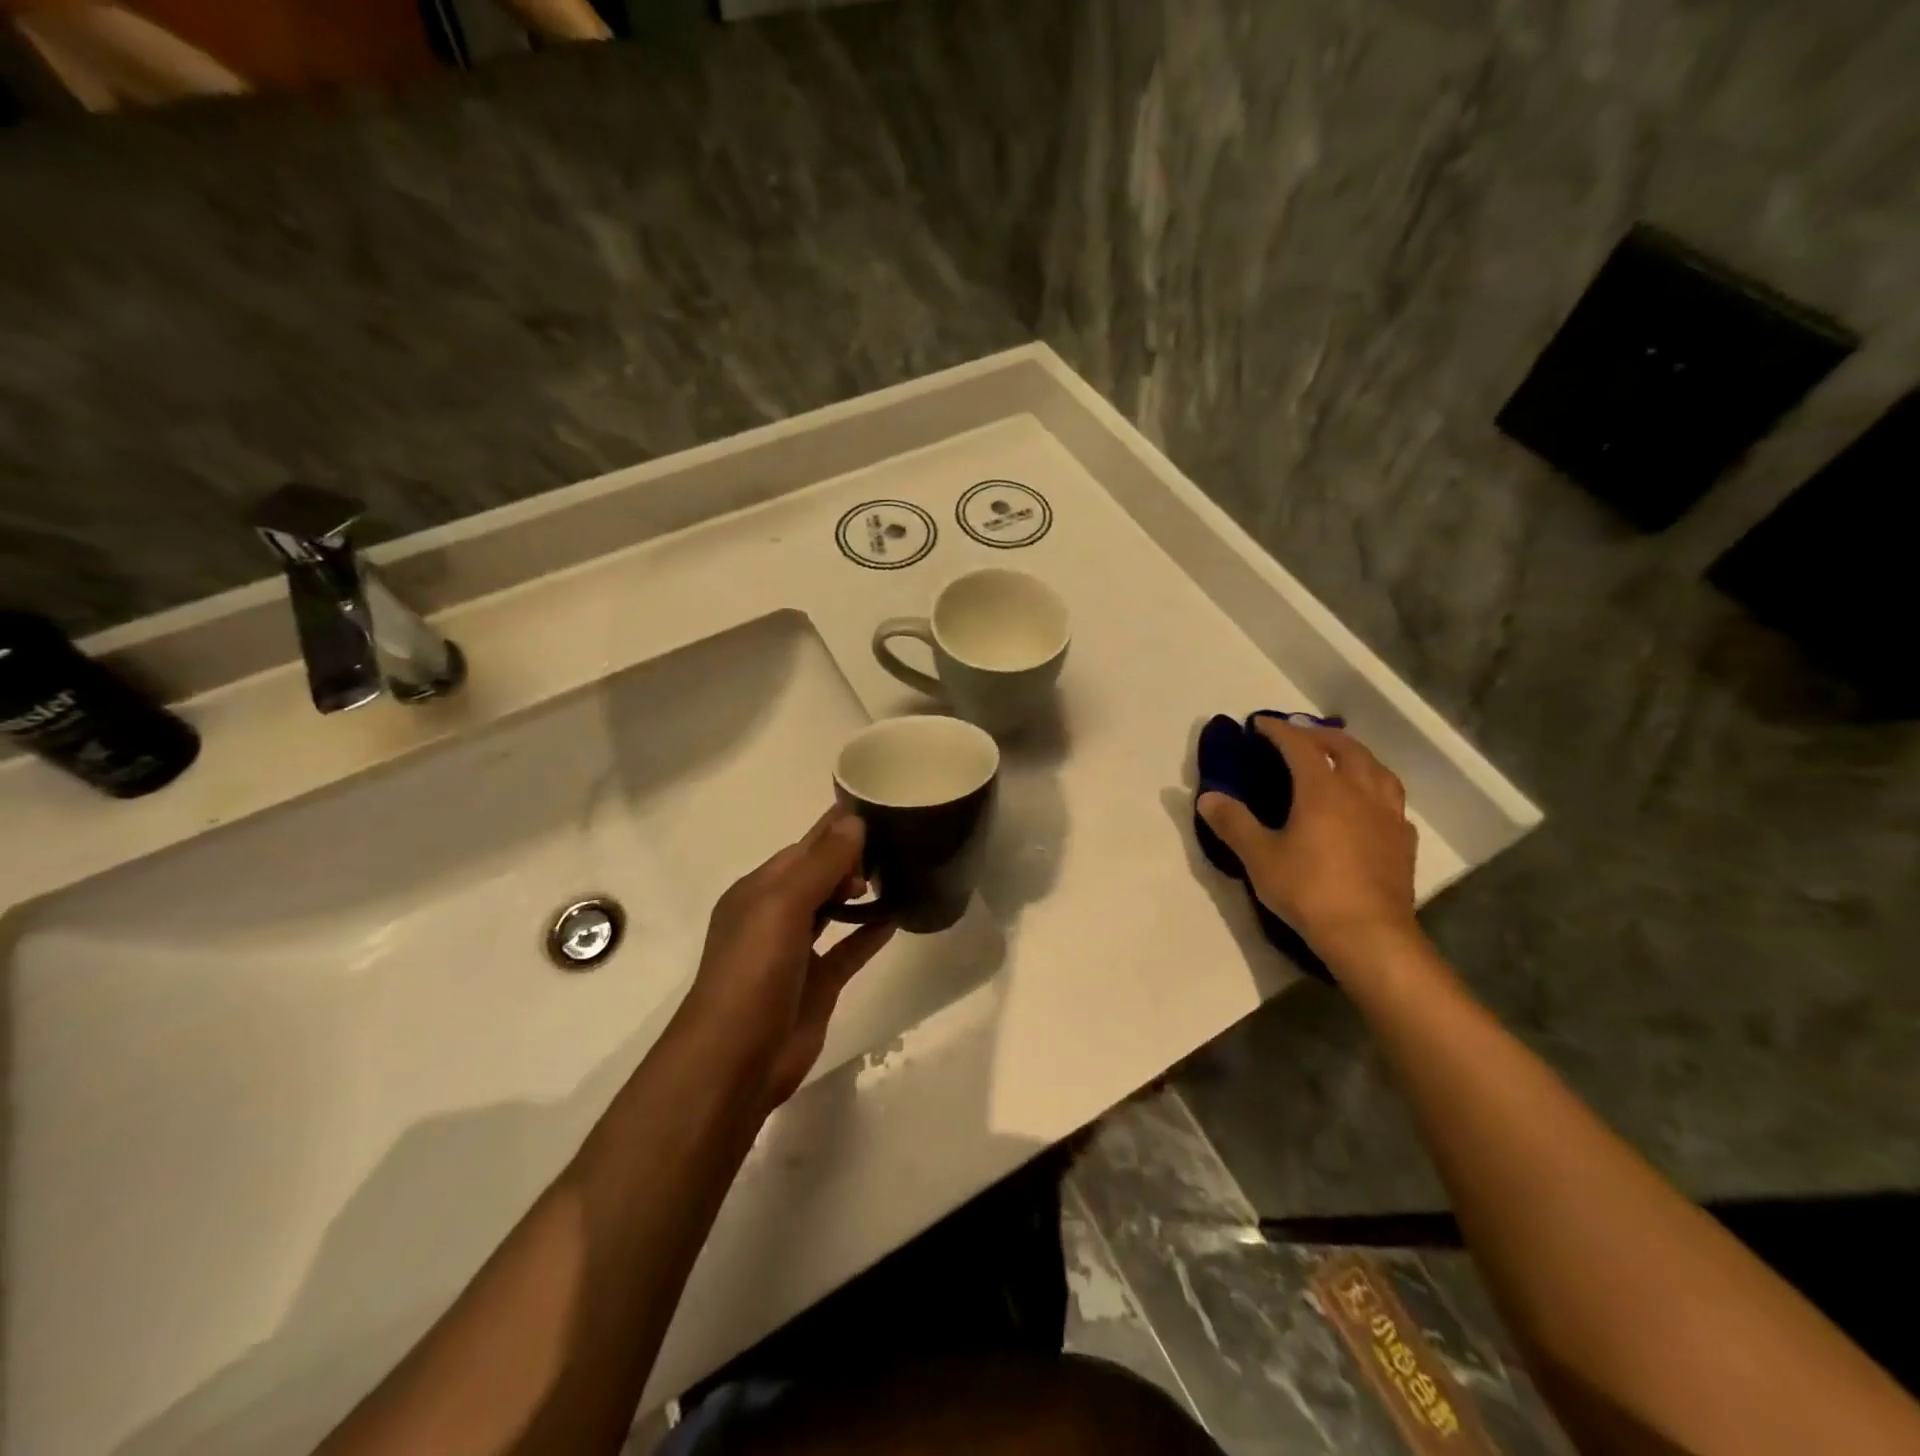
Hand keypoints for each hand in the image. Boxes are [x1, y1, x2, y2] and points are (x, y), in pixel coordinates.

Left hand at [676, 808, 895, 1111]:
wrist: (735, 1062)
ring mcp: (796, 952)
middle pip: (819, 874)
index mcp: (759, 890)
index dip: (837, 828)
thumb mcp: (782, 906)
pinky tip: (897, 917)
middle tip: (898, 843)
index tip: (880, 806)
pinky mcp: (817, 984)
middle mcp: (775, 915)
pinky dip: (869, 933)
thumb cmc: (753, 972)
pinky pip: (848, 948)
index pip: (804, 846)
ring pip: (833, 908)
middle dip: (852, 857)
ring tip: (901, 870)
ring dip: (860, 891)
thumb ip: (821, 864)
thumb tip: (855, 822)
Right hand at [1198, 718, 1420, 965]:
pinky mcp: (1403, 842)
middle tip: (1299, 735)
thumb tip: (1208, 797)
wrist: (1369, 935)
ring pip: (1377, 770)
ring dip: (1355, 756)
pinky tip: (1368, 805)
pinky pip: (1392, 801)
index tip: (1260, 724)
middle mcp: (1360, 792)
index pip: (1300, 746)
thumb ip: (1233, 823)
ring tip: (1339, 760)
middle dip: (1320, 736)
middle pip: (1346, 749)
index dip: (1279, 731)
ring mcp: (1387, 816)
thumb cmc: (1310, 891)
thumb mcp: (1259, 858)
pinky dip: (1375, 789)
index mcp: (1323, 790)